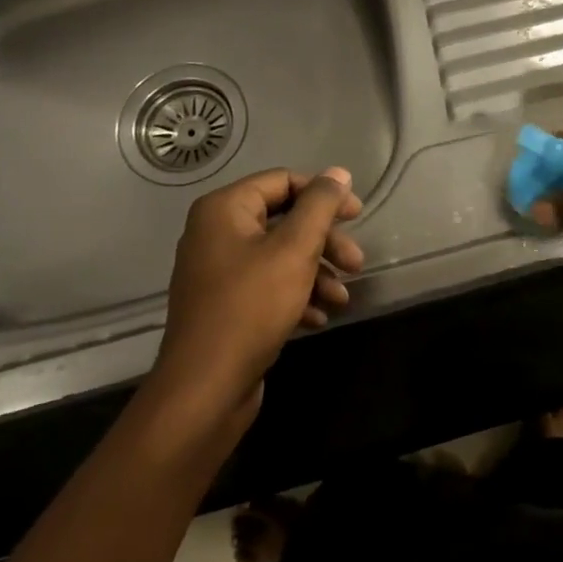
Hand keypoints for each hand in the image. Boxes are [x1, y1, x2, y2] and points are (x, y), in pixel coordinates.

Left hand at [150, 166, 363, 423]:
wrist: (205, 388)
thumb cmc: (252, 306)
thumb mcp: (295, 248)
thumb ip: (320, 205)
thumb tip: (338, 173)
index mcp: (224, 209)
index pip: (283, 182)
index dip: (324, 195)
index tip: (357, 216)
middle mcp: (216, 233)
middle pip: (284, 221)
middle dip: (325, 242)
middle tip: (356, 263)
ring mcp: (218, 272)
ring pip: (280, 256)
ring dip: (317, 272)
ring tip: (342, 298)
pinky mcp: (225, 306)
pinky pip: (268, 286)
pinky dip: (296, 295)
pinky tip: (319, 317)